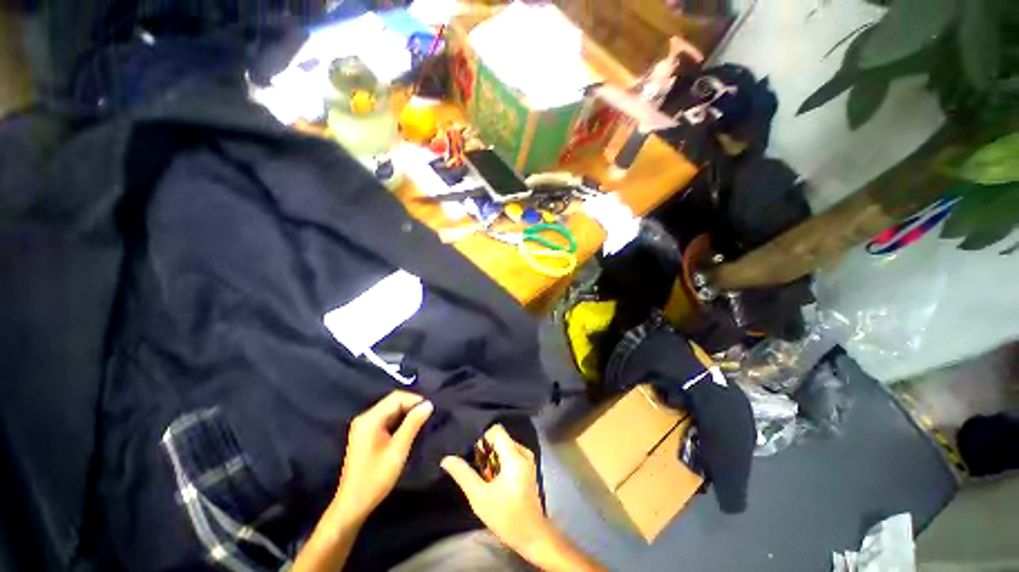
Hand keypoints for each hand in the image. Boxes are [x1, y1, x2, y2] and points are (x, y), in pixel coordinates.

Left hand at [333, 390, 433, 523]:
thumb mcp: (398, 449)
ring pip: (391, 410)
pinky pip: (386, 419)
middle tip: (428, 417)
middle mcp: (365, 418)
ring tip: (422, 423)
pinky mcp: (366, 434)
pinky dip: (399, 421)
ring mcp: (364, 426)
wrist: (353, 504)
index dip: (415, 400)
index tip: (430, 410)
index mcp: (370, 419)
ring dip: (407, 414)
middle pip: (393, 402)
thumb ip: (413, 423)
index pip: (397, 397)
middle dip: (412, 406)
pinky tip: (409, 430)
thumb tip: (428, 404)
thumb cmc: (376, 477)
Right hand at [440, 424, 552, 555]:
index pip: (496, 430)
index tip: (472, 453)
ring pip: (504, 446)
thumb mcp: (479, 497)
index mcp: (514, 456)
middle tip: (476, 468)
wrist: (531, 535)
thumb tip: (446, 459)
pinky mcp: (527, 467)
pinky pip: (510, 454)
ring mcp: (527, 459)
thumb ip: (463, 475)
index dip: (482, 438)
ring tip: (483, 476)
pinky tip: (493, 479)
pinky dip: (499, 462)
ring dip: (491, 458)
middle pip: (499, 438)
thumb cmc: (506, 516)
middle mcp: (523, 452)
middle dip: (485, 450)